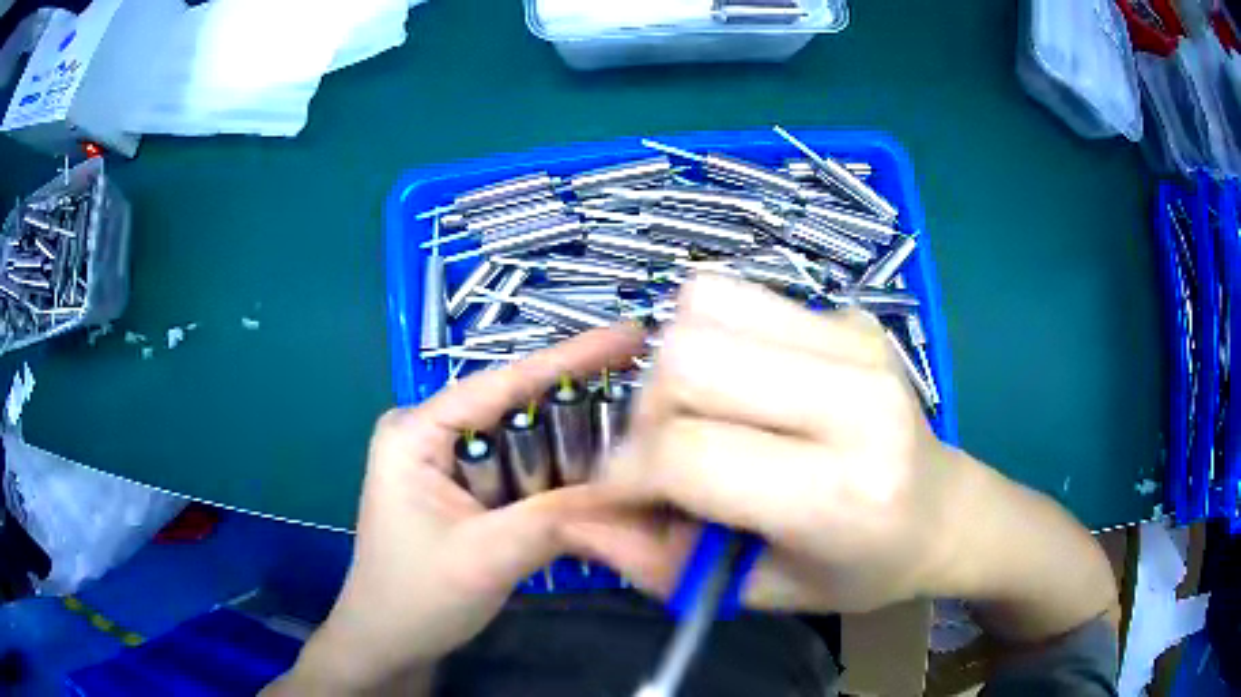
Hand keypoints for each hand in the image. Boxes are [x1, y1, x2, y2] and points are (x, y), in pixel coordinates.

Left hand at [271, 326, 644, 693]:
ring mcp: (447, 463)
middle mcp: (431, 433)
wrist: (390, 645)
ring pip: (526, 447)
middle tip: (650, 408)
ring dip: (574, 456)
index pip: (503, 383)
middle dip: (580, 415)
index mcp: (416, 431)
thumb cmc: (417, 600)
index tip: (633, 336)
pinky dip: (558, 484)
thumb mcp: (486, 557)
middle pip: (519, 412)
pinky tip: (599, 486)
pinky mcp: (464, 492)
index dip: (572, 357)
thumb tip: (635, 486)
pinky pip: (521, 477)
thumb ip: (559, 517)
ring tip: (638, 448)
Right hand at [566, 276, 1115, 644]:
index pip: (689, 452)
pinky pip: (739, 295)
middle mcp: (856, 399)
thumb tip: (572, 518)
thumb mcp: (756, 593)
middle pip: (688, 359)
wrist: (945, 512)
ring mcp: (857, 340)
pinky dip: (710, 336)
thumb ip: (653, 562)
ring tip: (700, 414)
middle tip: (665, 454)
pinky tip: (738, 383)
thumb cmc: (858, 569)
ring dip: (674, 364)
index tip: (617, 496)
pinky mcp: (851, 315)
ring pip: (705, 306)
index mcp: (841, 492)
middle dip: (647, 412)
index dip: (626, 474)